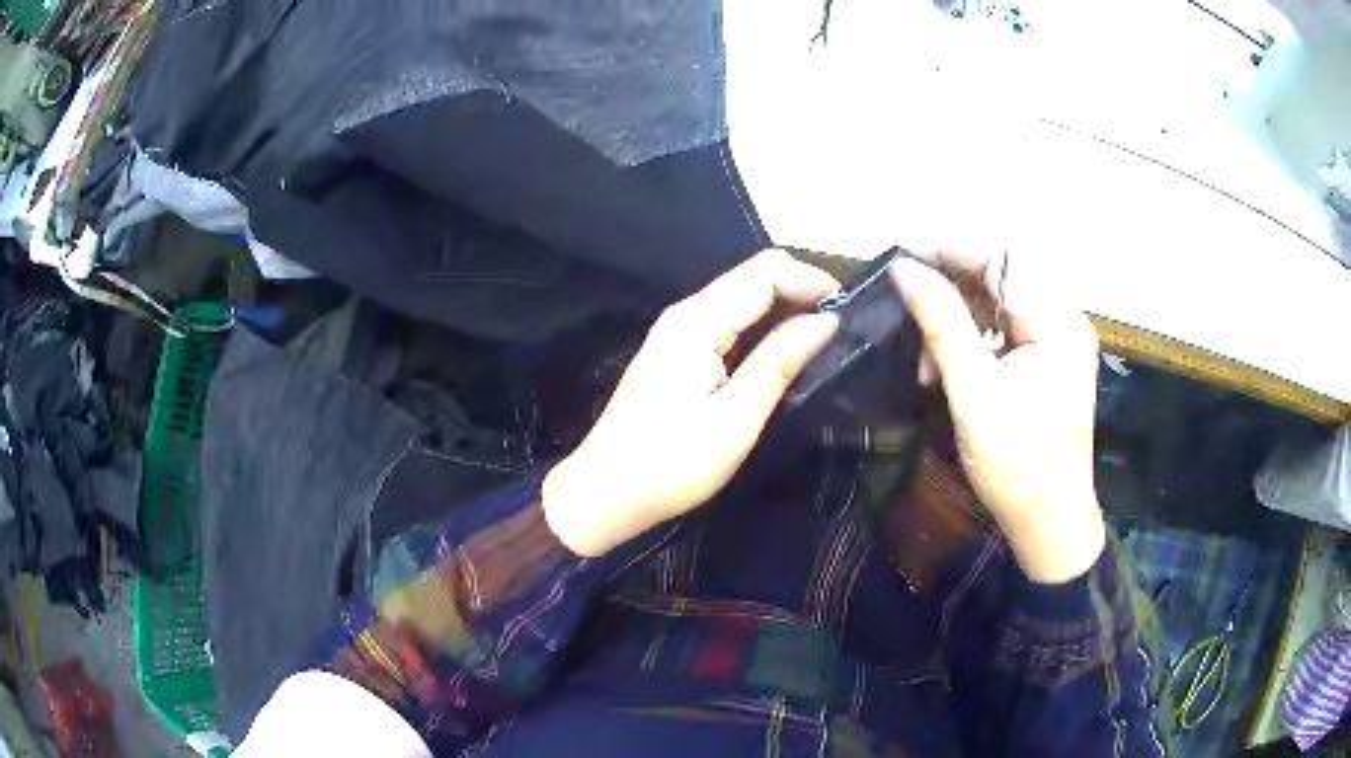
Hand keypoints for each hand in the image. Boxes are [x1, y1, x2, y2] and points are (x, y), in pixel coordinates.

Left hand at [543, 251, 840, 556]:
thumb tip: (826, 320)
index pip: (764, 273)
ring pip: (741, 299)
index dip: (811, 279)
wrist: (604, 494)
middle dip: (801, 289)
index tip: (850, 309)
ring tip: (826, 334)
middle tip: (845, 323)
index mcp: (696, 322)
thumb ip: (779, 363)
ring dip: (784, 307)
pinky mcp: (677, 354)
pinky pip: (728, 323)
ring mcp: (677, 333)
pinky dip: (762, 327)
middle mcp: (685, 315)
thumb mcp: (734, 419)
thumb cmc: (670, 464)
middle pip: (752, 278)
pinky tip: (785, 349)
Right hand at [891, 250, 1105, 583]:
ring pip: (995, 308)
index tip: (901, 257)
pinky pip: (1001, 334)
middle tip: (907, 315)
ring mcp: (1055, 343)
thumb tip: (904, 267)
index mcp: (1057, 322)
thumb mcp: (975, 393)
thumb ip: (941, 323)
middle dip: (949, 295)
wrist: (1048, 526)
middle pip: (998, 280)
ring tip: (925, 363)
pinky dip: (969, 347)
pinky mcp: (1045, 364)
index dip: (949, 249)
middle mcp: (1062, 321)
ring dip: (955, 326)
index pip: (1000, 259)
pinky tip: (945, 372)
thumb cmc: (1018, 466)